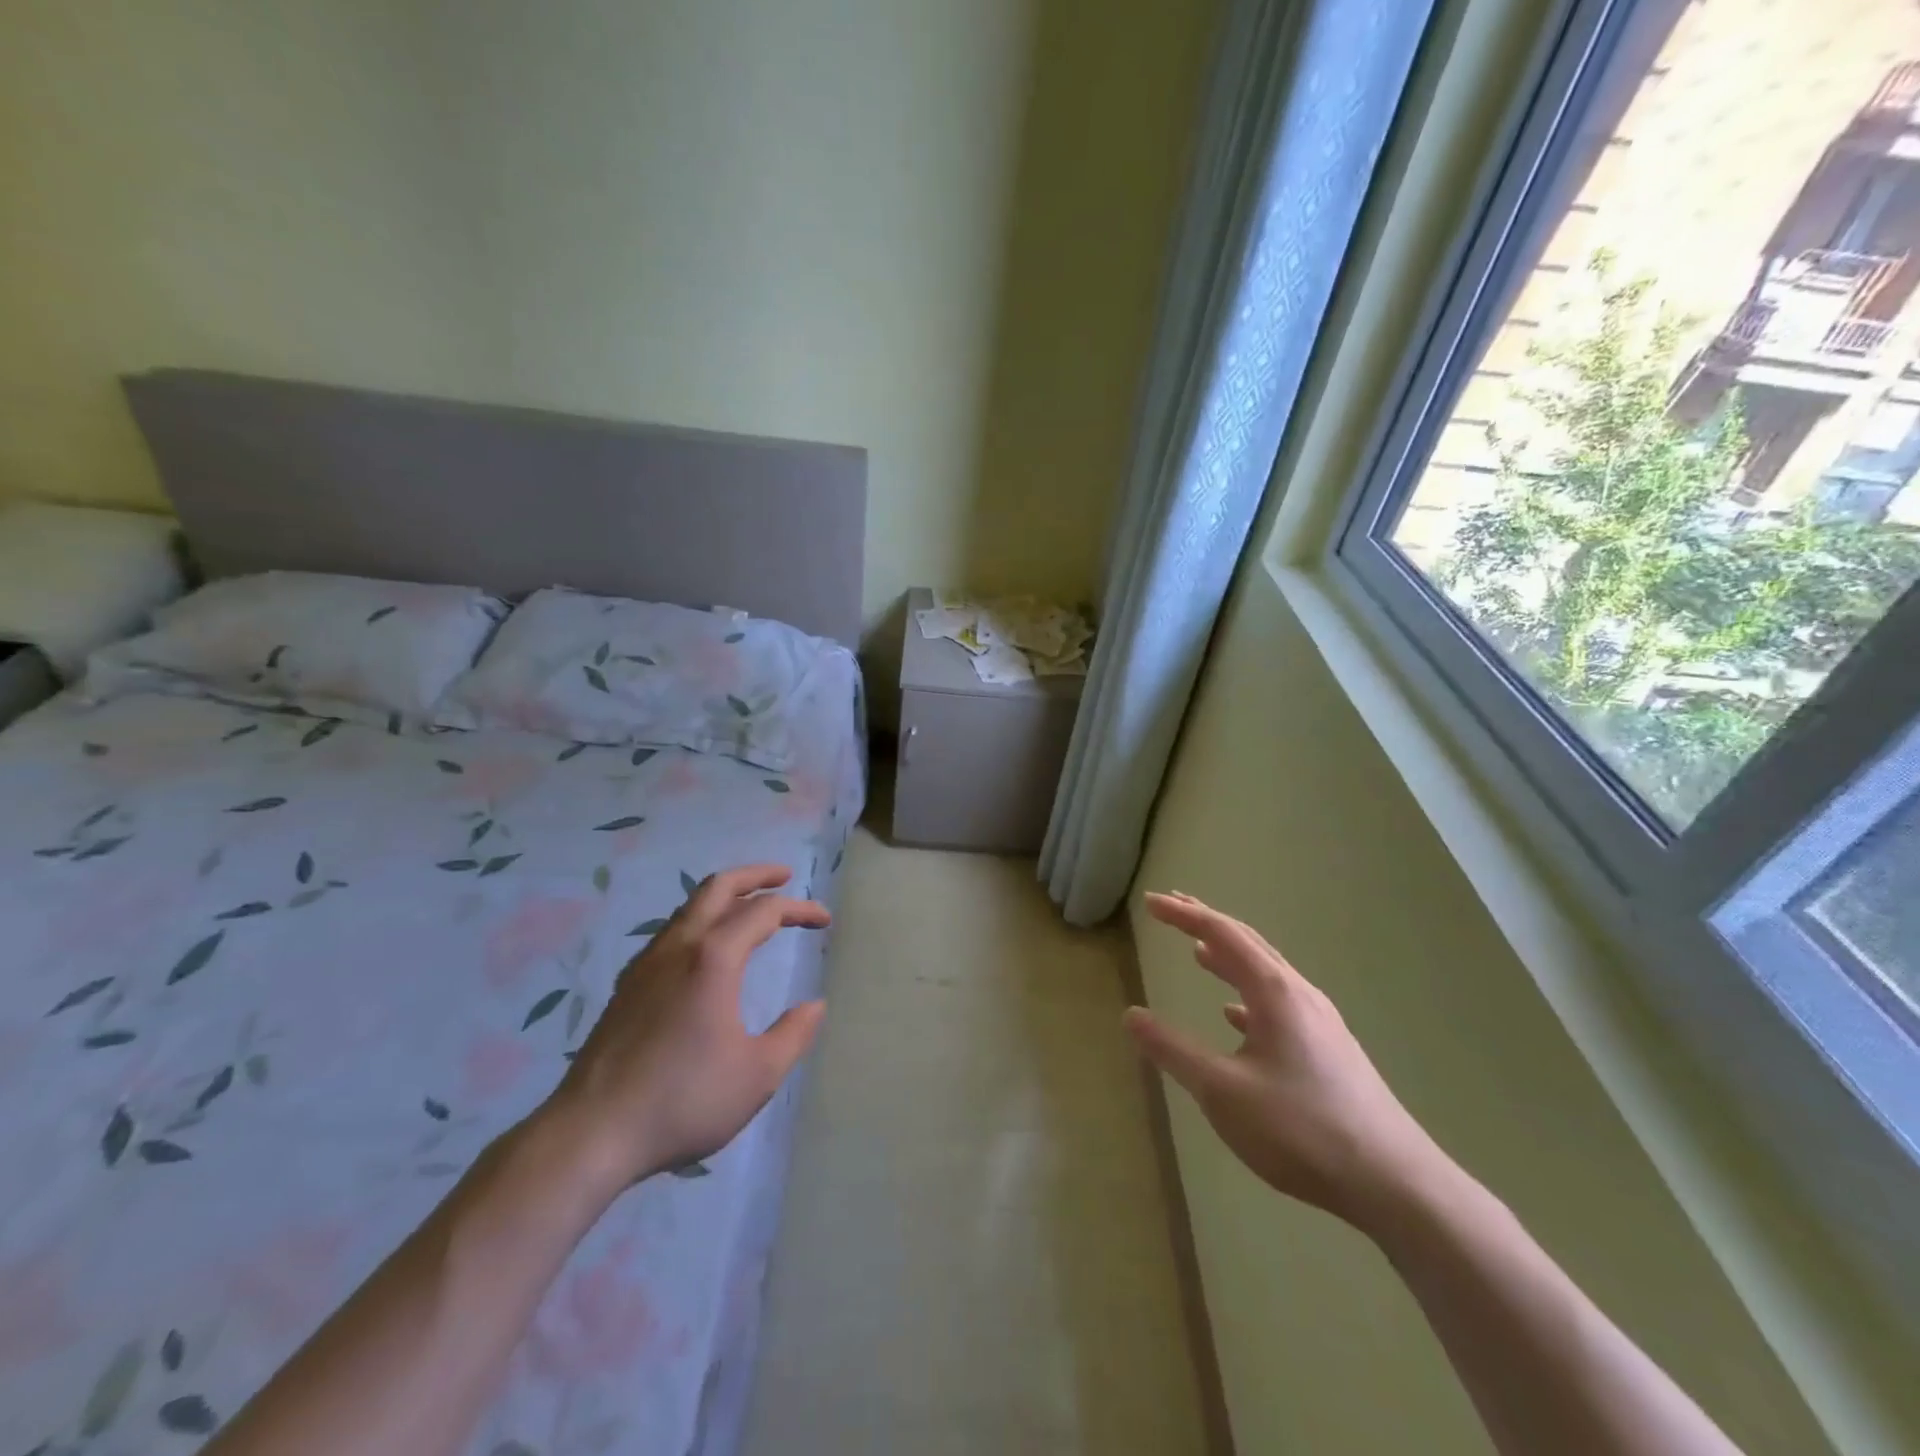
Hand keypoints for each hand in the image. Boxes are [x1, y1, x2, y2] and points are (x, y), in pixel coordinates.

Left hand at [545, 864, 829, 1190]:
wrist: (591, 1134)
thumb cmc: (683, 1100)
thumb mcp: (757, 1075)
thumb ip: (793, 1034)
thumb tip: (814, 1006)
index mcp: (713, 959)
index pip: (764, 911)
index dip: (799, 909)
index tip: (824, 920)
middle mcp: (678, 948)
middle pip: (718, 888)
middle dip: (755, 876)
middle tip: (785, 877)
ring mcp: (646, 965)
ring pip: (689, 908)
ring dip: (725, 897)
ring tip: (750, 909)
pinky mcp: (627, 987)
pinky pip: (671, 933)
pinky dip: (700, 922)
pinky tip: (707, 953)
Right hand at [1125, 892, 1449, 1232]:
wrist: (1395, 1184)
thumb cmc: (1301, 1130)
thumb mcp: (1222, 1092)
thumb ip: (1173, 1051)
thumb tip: (1131, 1014)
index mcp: (1274, 992)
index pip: (1221, 934)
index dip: (1184, 915)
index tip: (1151, 902)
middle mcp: (1299, 995)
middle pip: (1247, 943)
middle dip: (1207, 923)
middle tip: (1173, 908)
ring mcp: (1320, 1022)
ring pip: (1266, 973)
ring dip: (1229, 957)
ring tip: (1199, 952)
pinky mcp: (1330, 1051)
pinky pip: (1279, 1004)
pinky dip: (1248, 995)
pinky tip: (1235, 1016)